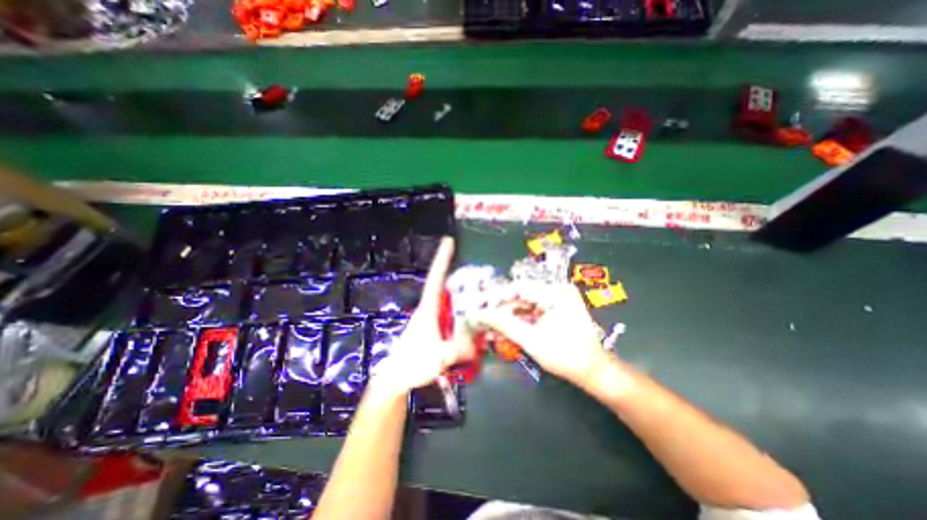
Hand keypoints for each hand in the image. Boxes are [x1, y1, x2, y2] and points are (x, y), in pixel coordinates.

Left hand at [368, 237, 473, 400]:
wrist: (395, 380)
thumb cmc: (411, 365)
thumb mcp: (437, 358)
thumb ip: (458, 350)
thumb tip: (478, 344)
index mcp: (428, 309)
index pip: (436, 278)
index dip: (442, 259)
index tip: (448, 241)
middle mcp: (430, 310)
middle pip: (447, 288)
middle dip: (462, 280)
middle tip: (480, 278)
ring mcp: (432, 321)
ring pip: (451, 304)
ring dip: (464, 302)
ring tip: (481, 306)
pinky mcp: (434, 330)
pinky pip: (451, 318)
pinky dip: (462, 319)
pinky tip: (472, 329)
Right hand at [473, 280, 613, 385]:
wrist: (592, 372)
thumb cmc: (566, 355)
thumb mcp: (532, 340)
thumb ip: (505, 325)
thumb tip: (481, 314)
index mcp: (555, 292)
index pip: (519, 288)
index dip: (497, 297)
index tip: (480, 306)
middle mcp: (555, 292)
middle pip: (519, 298)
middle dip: (500, 312)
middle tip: (482, 321)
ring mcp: (554, 302)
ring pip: (522, 307)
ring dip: (506, 320)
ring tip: (488, 330)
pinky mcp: (552, 312)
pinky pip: (529, 315)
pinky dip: (516, 324)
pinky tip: (501, 333)